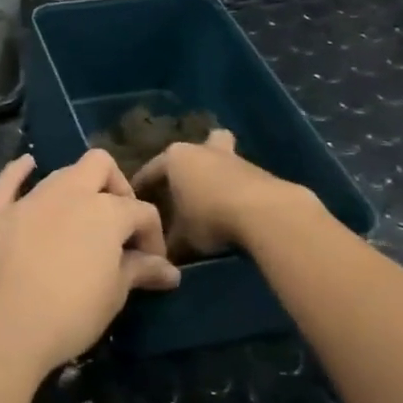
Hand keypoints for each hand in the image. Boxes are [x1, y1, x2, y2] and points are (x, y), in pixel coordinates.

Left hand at [0, 151, 180, 377]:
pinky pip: (8, 180)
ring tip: (78, 218)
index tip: (151, 265)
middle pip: (100, 165)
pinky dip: (20, 171)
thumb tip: (168, 271)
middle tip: (117, 223)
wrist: (4, 325)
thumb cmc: (71, 313)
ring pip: (60, 174)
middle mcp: (69, 193)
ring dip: (75, 188)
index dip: (152, 236)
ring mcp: (29, 199)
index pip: (142, 212)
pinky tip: (27, 165)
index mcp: (106, 211)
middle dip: (115, 186)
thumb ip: (139, 271)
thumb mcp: (114, 295)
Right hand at [131, 130, 321, 257]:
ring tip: (212, 202)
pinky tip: (236, 210)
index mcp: (176, 158)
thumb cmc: (210, 217)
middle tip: (185, 185)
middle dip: (191, 164)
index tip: (136, 202)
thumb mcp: (181, 237)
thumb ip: (169, 242)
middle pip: (194, 150)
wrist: (265, 213)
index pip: (151, 171)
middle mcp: (203, 151)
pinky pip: (241, 179)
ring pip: (221, 160)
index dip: (142, 188)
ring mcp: (234, 159)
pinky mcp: (261, 172)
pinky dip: (237, 191)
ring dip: (216, 177)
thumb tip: (162, 253)